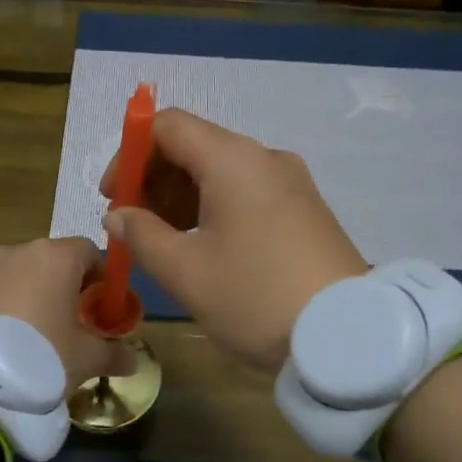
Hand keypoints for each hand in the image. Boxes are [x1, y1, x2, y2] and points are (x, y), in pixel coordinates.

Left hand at [0, 238, 138, 390]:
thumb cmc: (41, 356)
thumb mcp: (86, 360)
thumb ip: (114, 355)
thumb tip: (133, 362)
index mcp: (56, 257)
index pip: (88, 250)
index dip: (100, 277)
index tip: (100, 308)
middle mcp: (19, 251)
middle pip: (52, 261)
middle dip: (63, 287)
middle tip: (68, 324)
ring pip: (18, 275)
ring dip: (29, 295)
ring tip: (31, 336)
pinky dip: (1, 306)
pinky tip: (1, 340)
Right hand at [101, 109, 365, 371]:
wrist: (347, 335)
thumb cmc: (255, 297)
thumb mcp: (186, 272)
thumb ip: (142, 236)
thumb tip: (119, 216)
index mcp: (233, 160)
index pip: (167, 126)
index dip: (130, 154)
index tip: (114, 197)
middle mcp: (265, 158)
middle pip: (196, 146)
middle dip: (155, 179)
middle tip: (134, 225)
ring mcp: (292, 183)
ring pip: (222, 172)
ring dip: (183, 197)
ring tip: (164, 242)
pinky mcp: (306, 210)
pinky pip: (249, 193)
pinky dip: (215, 208)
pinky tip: (204, 247)